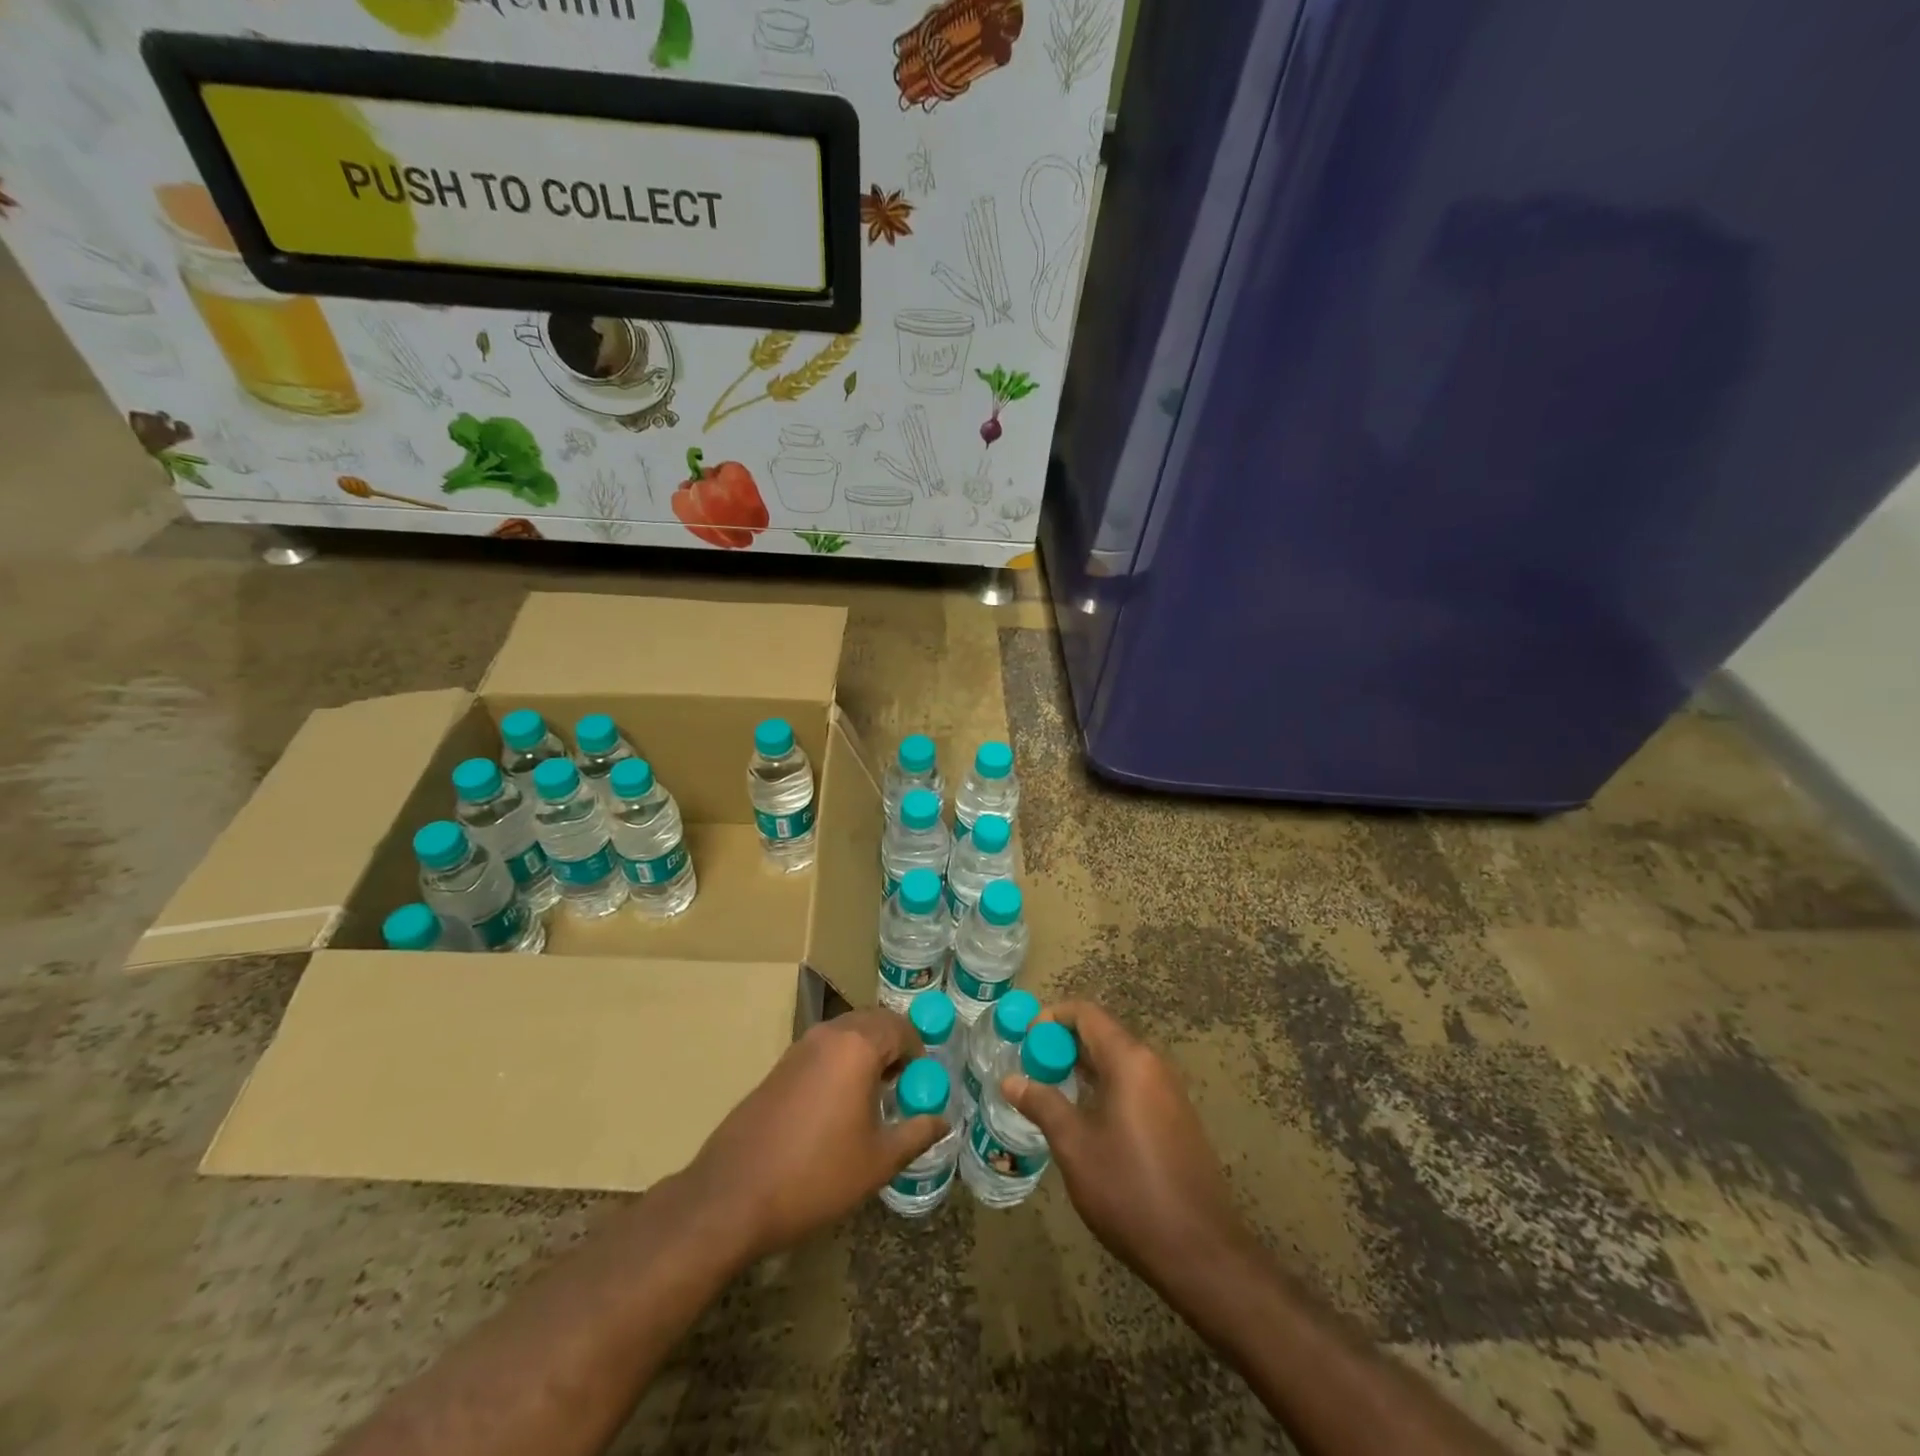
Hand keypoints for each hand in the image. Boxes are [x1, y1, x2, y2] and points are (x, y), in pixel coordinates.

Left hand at [685, 1009, 945, 1261]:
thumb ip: (916, 1134)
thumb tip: (943, 1121)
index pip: (901, 1027)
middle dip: (895, 1046)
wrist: (733, 1195)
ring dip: (867, 1053)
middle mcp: (829, 1034)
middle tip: (903, 1085)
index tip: (922, 1084)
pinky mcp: (779, 1066)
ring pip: (846, 1034)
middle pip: (874, 1022)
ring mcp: (799, 1047)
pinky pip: (824, 1049)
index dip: (919, 1051)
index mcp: (857, 1046)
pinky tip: (839, 1106)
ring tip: (874, 1097)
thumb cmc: (816, 1176)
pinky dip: (841, 1062)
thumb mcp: (877, 1161)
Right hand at [1002, 1002, 1251, 1297]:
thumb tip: (1010, 1079)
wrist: (1200, 1252)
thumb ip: (1042, 1104)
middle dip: (1062, 1044)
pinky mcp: (1176, 1119)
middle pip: (1102, 1034)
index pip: (1086, 1014)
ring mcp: (1169, 1093)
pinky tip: (1084, 1118)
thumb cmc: (1129, 1190)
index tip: (1023, 1039)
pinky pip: (1133, 1084)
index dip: (1051, 1017)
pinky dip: (1103, 1087)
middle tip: (1029, 1068)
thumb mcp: (1074, 1146)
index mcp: (1130, 1061)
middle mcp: (1153, 1065)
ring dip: (1082, 1068)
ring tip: (1048, 1091)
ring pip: (1117, 1061)